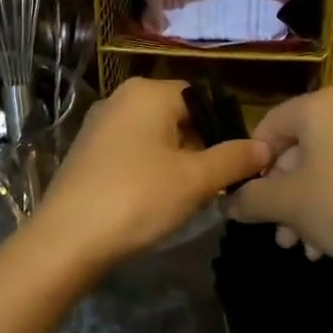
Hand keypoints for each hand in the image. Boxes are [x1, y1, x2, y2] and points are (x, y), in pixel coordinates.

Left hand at [33, 78, 270, 268]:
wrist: (66, 240)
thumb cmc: (137, 198)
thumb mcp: (195, 180)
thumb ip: (234, 159)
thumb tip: (266, 147)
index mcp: (148, 92)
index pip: (201, 99)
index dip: (222, 130)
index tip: (234, 165)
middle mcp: (121, 98)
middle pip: (177, 117)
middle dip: (199, 149)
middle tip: (212, 186)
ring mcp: (99, 125)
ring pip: (154, 137)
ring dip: (176, 162)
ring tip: (186, 197)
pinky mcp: (86, 152)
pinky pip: (131, 152)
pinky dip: (148, 170)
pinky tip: (153, 201)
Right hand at [227, 86, 332, 297]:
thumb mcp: (287, 204)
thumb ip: (250, 200)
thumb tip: (228, 204)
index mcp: (321, 105)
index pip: (268, 127)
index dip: (251, 166)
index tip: (246, 201)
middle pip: (296, 150)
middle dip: (280, 195)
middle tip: (274, 232)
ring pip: (321, 170)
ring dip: (303, 208)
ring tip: (298, 246)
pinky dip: (331, 207)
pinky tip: (324, 247)